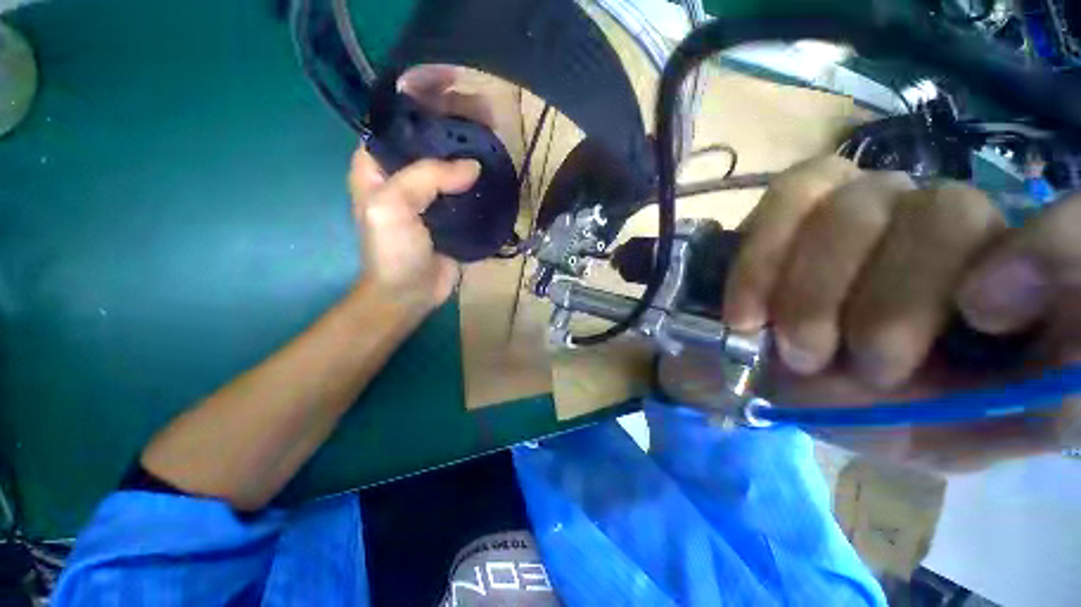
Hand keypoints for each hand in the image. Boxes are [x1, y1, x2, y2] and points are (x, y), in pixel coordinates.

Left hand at [348, 66, 490, 312]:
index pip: (399, 120)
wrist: (411, 293)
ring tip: (497, 136)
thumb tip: (473, 166)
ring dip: (472, 150)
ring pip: (451, 163)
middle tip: (486, 115)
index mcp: (378, 164)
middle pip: (430, 139)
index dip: (423, 102)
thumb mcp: (393, 207)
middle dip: (455, 124)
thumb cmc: (393, 251)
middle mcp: (403, 174)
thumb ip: (427, 178)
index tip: (455, 90)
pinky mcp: (451, 213)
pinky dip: (481, 179)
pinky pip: (466, 189)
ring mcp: (430, 195)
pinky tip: (497, 169)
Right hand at [723, 156, 1079, 469]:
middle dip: (890, 300)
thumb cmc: (868, 410)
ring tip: (790, 348)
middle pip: (947, 213)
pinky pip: (789, 198)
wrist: (773, 374)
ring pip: (858, 205)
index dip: (1046, 254)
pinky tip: (745, 312)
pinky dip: (761, 261)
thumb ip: (1005, 416)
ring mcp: (870, 199)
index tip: (981, 318)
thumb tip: (1057, 384)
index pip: (1071, 230)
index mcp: (1009, 287)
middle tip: (847, 365)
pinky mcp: (804, 197)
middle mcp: (950, 224)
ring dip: (812, 290)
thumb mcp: (946, 435)